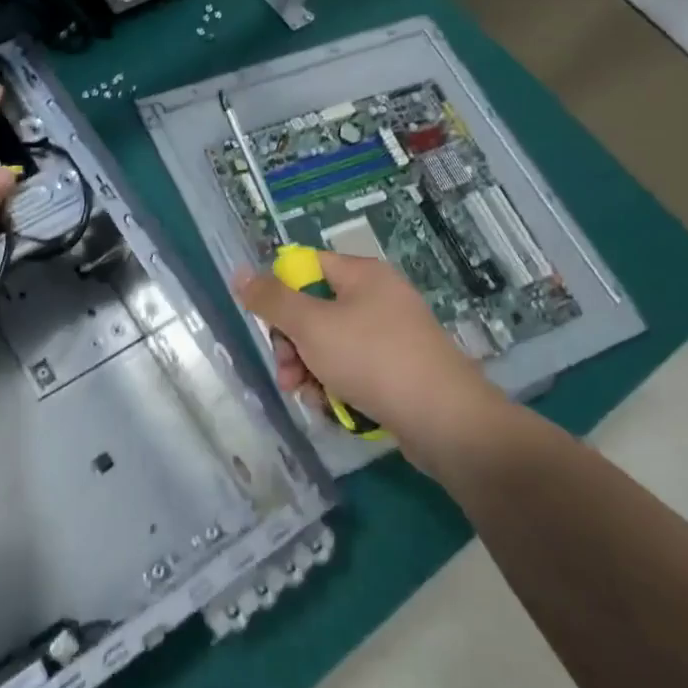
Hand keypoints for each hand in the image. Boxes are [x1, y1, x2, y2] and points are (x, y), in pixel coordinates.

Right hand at [232, 251, 507, 475]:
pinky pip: (352, 369)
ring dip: (308, 369)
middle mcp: (378, 298)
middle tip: (286, 371)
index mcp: (363, 275)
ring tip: (307, 396)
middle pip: (314, 310)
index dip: (281, 291)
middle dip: (291, 343)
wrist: (446, 422)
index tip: (268, 323)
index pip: (306, 266)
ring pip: (329, 345)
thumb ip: (272, 299)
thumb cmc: (373, 359)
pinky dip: (335, 385)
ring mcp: (391, 336)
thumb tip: (241, 273)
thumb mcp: (311, 325)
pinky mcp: (398, 371)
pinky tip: (331, 407)